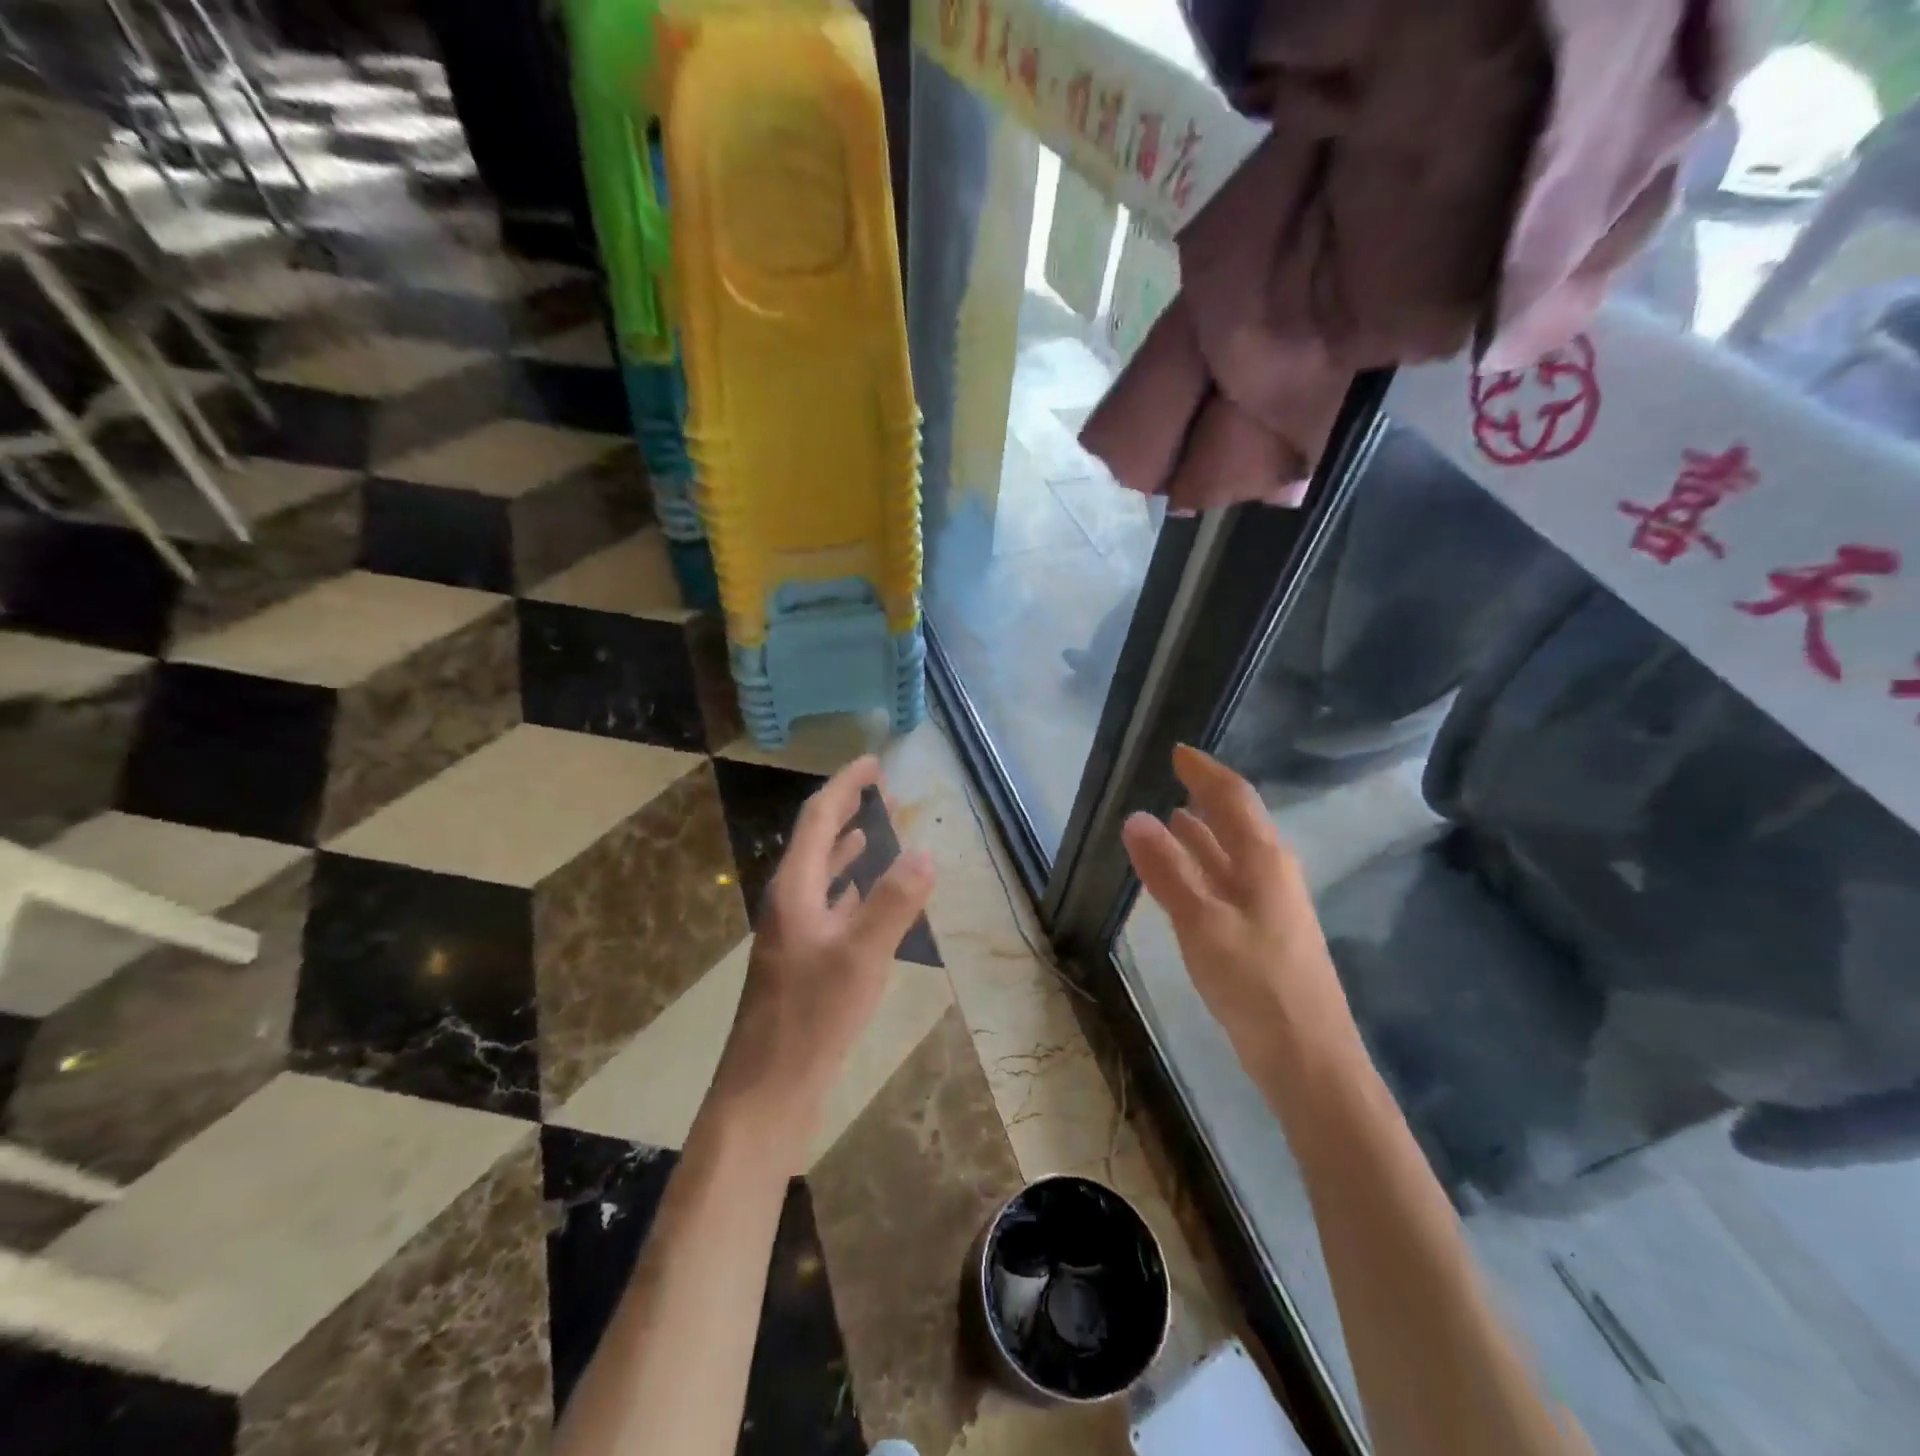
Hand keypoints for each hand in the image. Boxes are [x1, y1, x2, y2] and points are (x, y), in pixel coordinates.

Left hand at [708, 755, 934, 1164]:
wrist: (768, 1089)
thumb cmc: (812, 1017)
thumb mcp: (861, 956)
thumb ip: (893, 902)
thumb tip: (926, 852)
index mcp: (795, 890)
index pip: (819, 819)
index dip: (846, 786)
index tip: (873, 763)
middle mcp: (789, 903)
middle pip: (817, 842)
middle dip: (847, 810)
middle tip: (881, 790)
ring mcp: (793, 933)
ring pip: (822, 874)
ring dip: (848, 847)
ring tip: (877, 830)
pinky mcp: (802, 959)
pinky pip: (830, 905)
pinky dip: (850, 888)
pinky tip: (865, 894)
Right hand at [1121, 745, 1358, 1078]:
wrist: (1308, 1059)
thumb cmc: (1256, 983)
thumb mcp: (1202, 922)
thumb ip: (1168, 870)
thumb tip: (1135, 817)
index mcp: (1264, 860)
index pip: (1233, 798)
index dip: (1204, 772)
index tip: (1176, 751)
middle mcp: (1272, 873)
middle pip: (1237, 821)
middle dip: (1205, 797)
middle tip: (1170, 778)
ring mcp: (1271, 904)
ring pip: (1232, 854)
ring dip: (1203, 833)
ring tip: (1171, 817)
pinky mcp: (1263, 933)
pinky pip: (1228, 882)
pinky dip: (1204, 867)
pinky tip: (1187, 876)